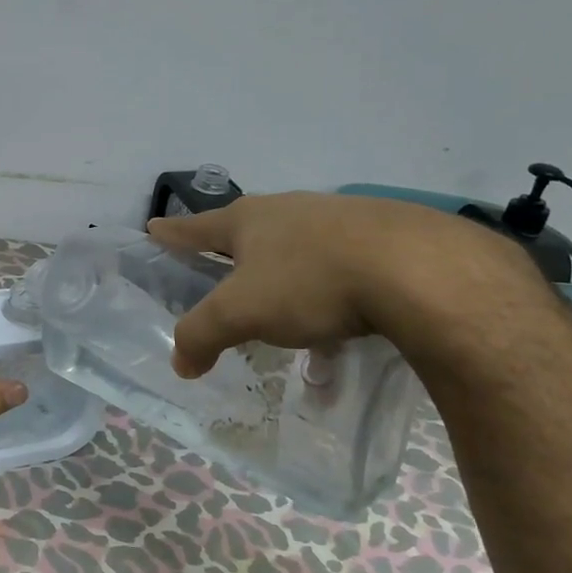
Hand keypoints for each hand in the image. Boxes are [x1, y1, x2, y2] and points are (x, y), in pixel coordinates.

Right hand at [147, 192, 526, 376]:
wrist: (417, 269)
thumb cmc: (311, 282)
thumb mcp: (241, 313)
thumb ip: (202, 335)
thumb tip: (180, 362)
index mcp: (251, 220)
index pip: (198, 226)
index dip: (174, 233)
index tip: (154, 228)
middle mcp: (291, 210)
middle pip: (251, 231)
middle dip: (234, 253)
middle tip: (222, 270)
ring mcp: (340, 220)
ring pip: (300, 250)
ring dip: (287, 278)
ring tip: (287, 312)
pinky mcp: (384, 238)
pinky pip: (342, 267)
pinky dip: (331, 294)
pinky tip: (344, 325)